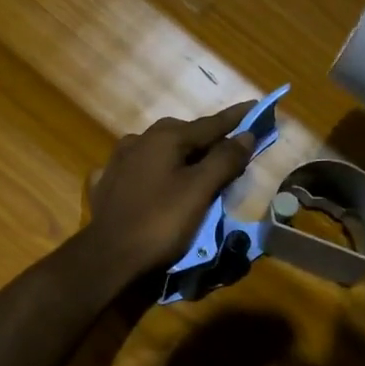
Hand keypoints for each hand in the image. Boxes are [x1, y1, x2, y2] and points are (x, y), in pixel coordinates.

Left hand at [85, 101, 256, 281]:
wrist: (109, 258)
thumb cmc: (160, 222)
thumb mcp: (200, 190)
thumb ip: (224, 160)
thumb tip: (246, 135)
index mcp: (164, 137)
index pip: (210, 123)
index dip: (236, 118)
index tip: (256, 107)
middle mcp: (139, 140)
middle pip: (184, 135)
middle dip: (209, 141)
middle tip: (231, 152)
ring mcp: (119, 161)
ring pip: (161, 151)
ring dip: (182, 156)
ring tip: (198, 170)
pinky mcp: (108, 184)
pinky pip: (142, 170)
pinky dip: (158, 173)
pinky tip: (160, 182)